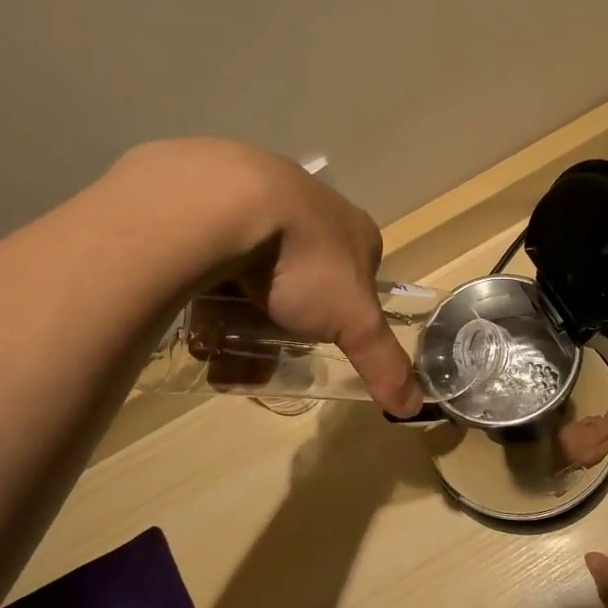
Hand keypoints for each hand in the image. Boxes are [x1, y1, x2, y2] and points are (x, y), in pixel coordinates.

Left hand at [114, 140, 422, 416]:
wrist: (226, 204)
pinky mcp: (215, 200)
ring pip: (254, 269)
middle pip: (301, 281)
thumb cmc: (304, 262)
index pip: (357, 277)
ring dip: (237, 313)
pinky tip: (193, 312)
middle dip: (279, 322)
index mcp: (353, 230)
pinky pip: (215, 252)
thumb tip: (413, 407)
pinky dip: (207, 286)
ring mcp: (262, 200)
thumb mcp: (354, 321)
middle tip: (256, 351)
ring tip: (214, 346)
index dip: (340, 313)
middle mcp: (311, 209)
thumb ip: (384, 362)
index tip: (315, 341)